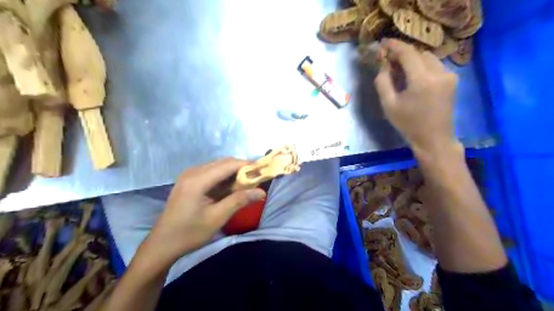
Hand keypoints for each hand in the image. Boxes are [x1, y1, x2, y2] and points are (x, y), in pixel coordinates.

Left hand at [141, 158, 265, 266]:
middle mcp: (193, 172)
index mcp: (198, 180)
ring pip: (218, 166)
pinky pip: (211, 172)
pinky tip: (231, 187)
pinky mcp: (189, 180)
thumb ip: (239, 201)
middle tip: (257, 178)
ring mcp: (189, 175)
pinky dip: (224, 177)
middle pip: (223, 162)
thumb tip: (262, 192)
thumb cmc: (190, 233)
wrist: (162, 244)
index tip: (263, 170)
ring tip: (247, 183)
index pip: (228, 165)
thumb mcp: (217, 217)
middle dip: (242, 168)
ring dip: (233, 172)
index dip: (247, 165)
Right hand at [374, 39, 460, 157]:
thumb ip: (383, 82)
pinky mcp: (452, 80)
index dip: (395, 46)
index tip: (384, 43)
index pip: (408, 53)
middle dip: (404, 54)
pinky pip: (435, 66)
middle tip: (390, 62)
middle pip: (419, 53)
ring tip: (401, 71)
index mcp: (422, 80)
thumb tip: (383, 66)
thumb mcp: (389, 105)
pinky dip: (422, 67)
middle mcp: (439, 73)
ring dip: (414, 61)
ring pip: (428, 58)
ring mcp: (449, 76)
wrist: (434, 139)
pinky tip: (414, 78)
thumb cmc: (408, 124)